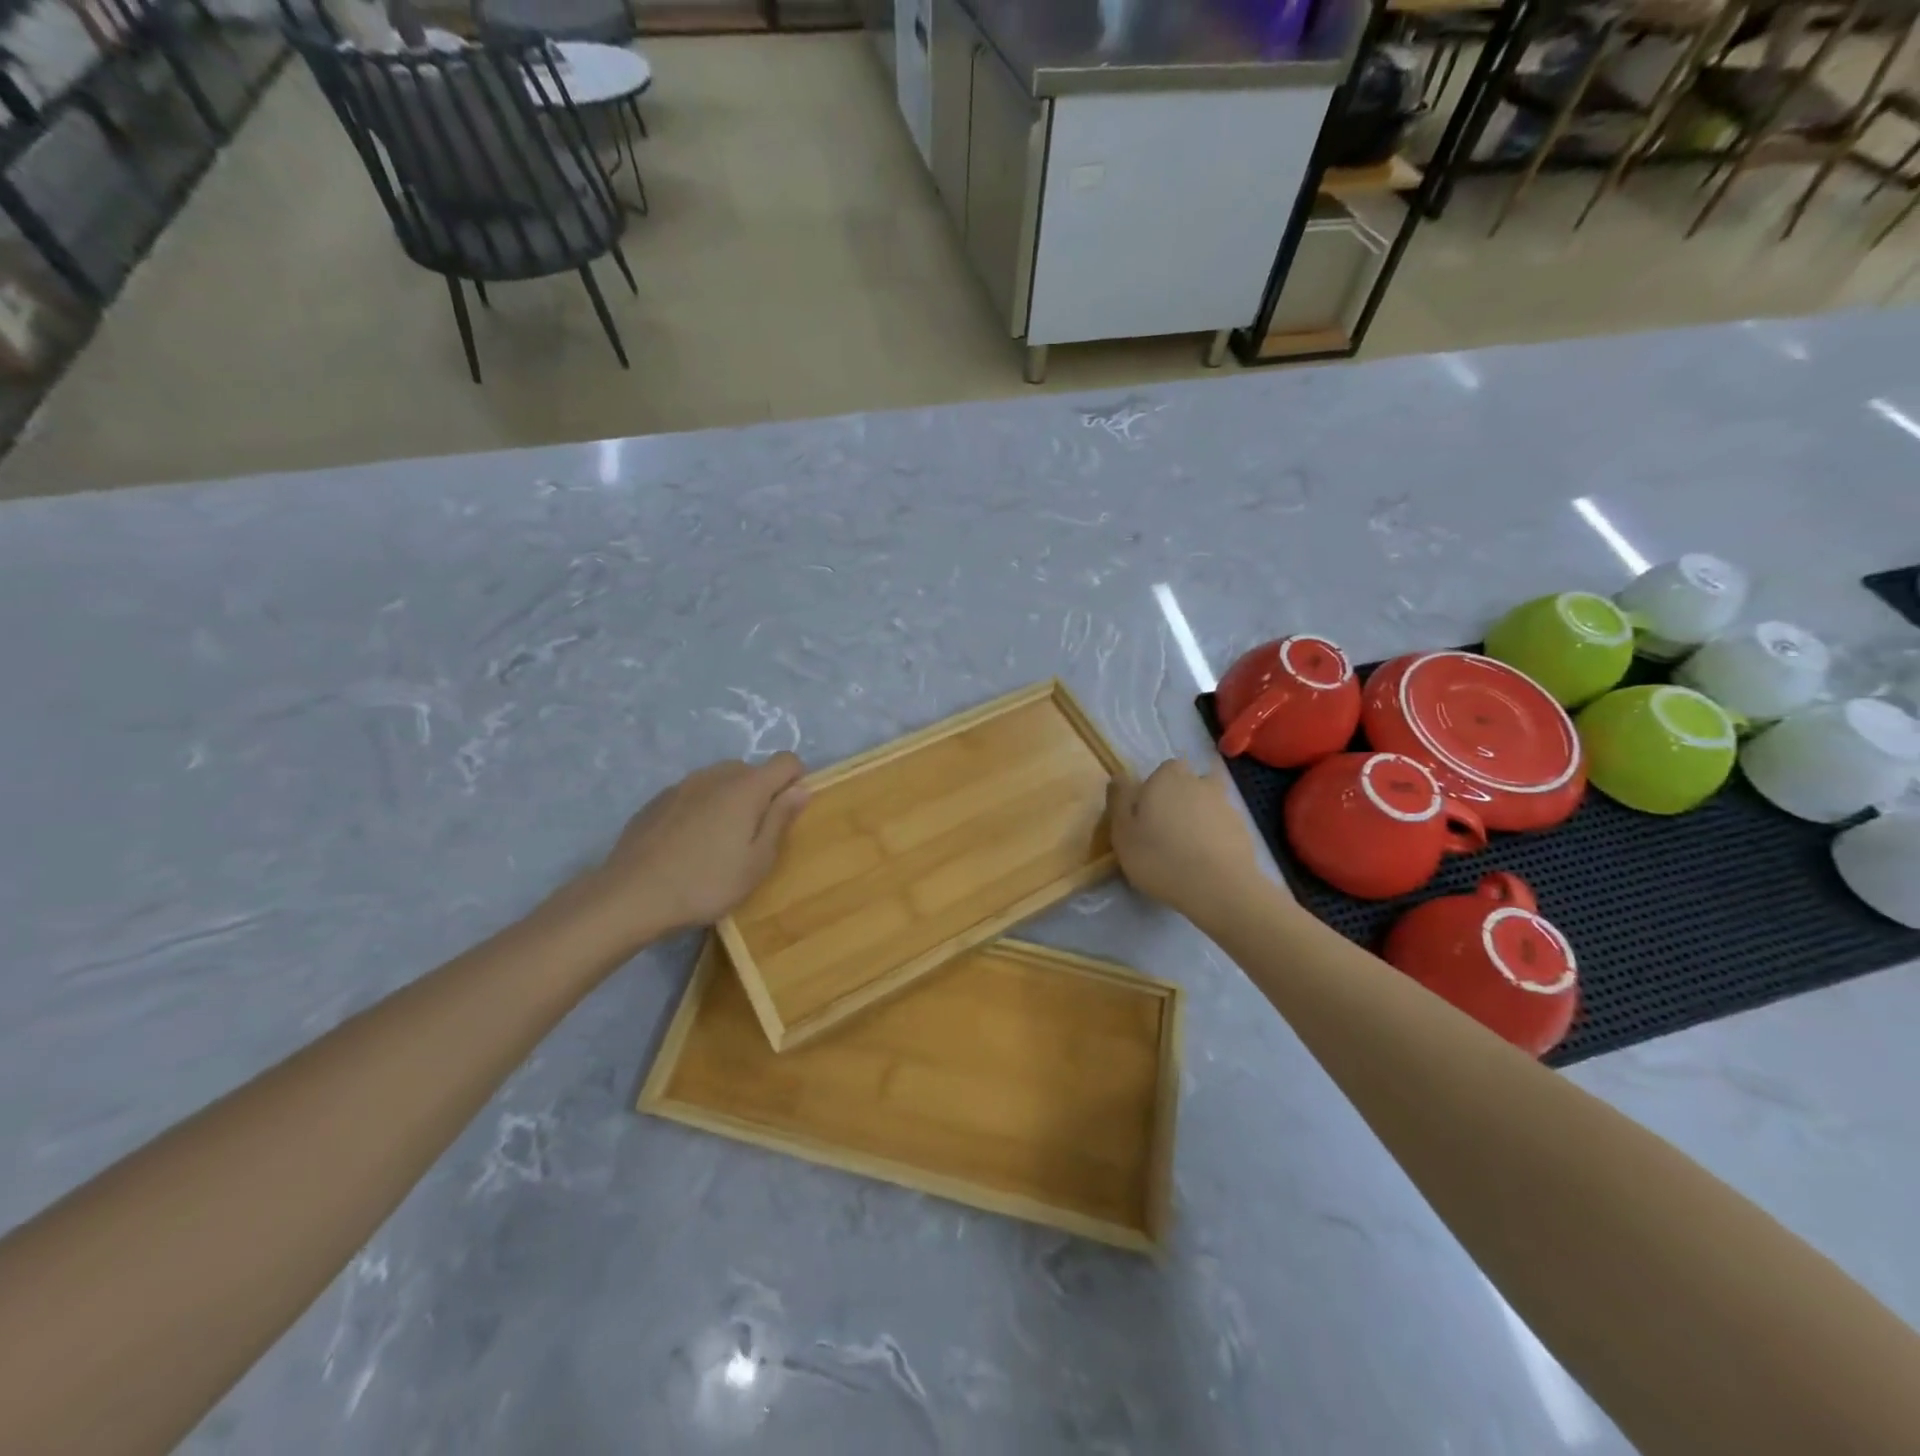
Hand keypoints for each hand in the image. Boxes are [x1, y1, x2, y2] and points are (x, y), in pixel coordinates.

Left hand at [589, 754, 809, 941]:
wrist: (631, 896)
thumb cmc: (706, 883)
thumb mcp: (756, 862)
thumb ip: (780, 820)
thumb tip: (801, 788)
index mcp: (746, 787)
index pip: (786, 761)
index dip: (795, 781)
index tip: (787, 813)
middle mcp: (715, 775)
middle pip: (751, 770)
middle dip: (761, 794)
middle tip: (753, 837)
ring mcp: (682, 785)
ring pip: (720, 781)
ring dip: (729, 800)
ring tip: (718, 842)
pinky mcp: (657, 800)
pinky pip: (693, 794)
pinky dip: (700, 809)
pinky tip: (687, 845)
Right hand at [1106, 760, 1275, 920]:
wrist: (1219, 887)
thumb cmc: (1159, 856)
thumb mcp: (1123, 831)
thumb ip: (1119, 800)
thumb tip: (1120, 776)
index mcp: (1167, 778)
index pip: (1164, 768)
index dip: (1156, 787)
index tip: (1147, 811)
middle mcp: (1199, 783)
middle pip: (1189, 783)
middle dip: (1180, 799)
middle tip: (1166, 829)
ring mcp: (1226, 805)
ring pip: (1208, 803)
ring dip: (1199, 818)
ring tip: (1187, 848)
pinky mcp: (1243, 830)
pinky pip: (1223, 826)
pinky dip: (1215, 836)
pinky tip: (1206, 860)